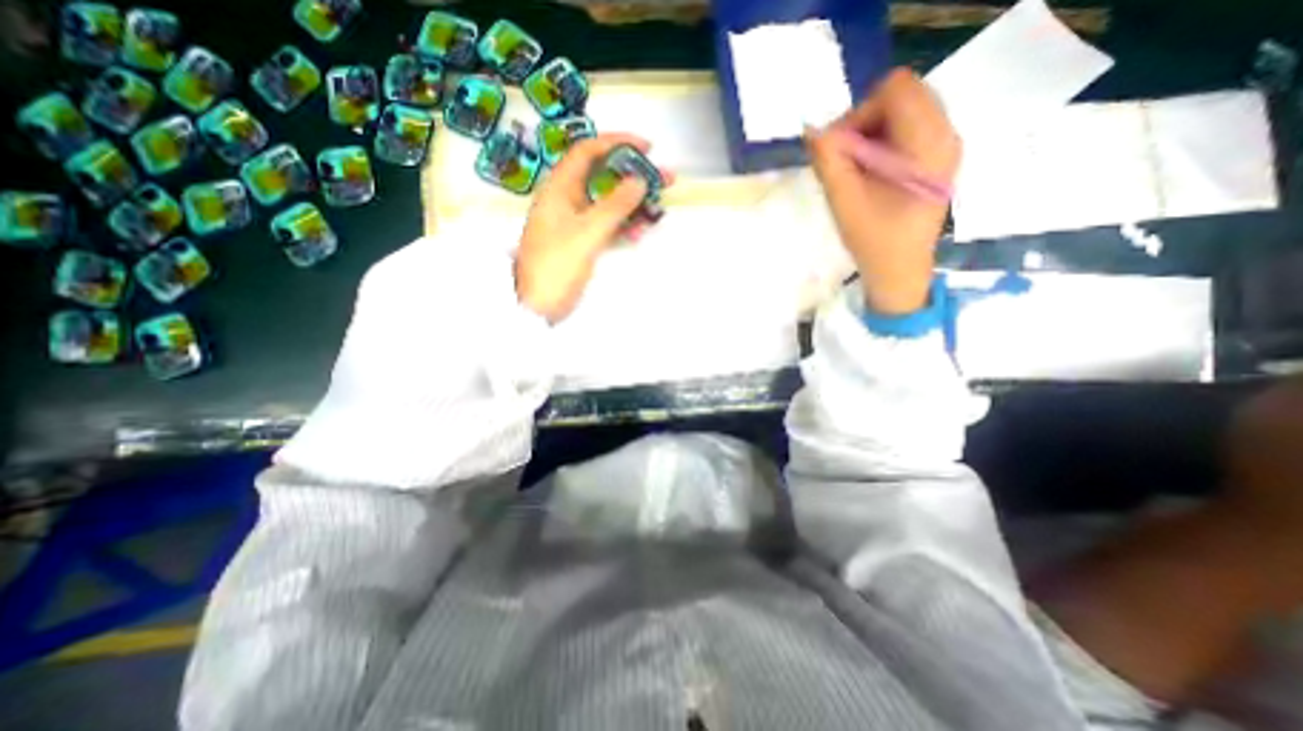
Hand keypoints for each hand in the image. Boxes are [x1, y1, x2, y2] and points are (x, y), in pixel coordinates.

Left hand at [515, 135, 661, 322]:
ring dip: (633, 204)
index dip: (617, 143)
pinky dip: (623, 226)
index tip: (646, 148)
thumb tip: (639, 181)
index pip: (588, 152)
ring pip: (608, 203)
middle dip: (633, 176)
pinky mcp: (582, 241)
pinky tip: (637, 234)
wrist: (539, 305)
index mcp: (560, 188)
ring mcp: (575, 222)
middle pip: (603, 177)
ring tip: (658, 208)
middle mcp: (567, 200)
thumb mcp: (587, 233)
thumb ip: (614, 206)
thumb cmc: (557, 266)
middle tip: (663, 178)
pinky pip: (607, 225)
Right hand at [810, 70, 959, 316]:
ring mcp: (945, 145)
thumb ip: (828, 162)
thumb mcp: (844, 202)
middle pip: (903, 94)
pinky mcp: (938, 157)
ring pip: (905, 110)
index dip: (859, 113)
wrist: (900, 270)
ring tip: (857, 168)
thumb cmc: (874, 241)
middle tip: (846, 159)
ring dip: (873, 131)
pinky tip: (872, 171)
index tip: (841, 150)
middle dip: (865, 120)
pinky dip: (884, 141)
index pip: (895, 90)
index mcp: (927, 144)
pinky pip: (909, 128)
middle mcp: (946, 134)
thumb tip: (813, 130)